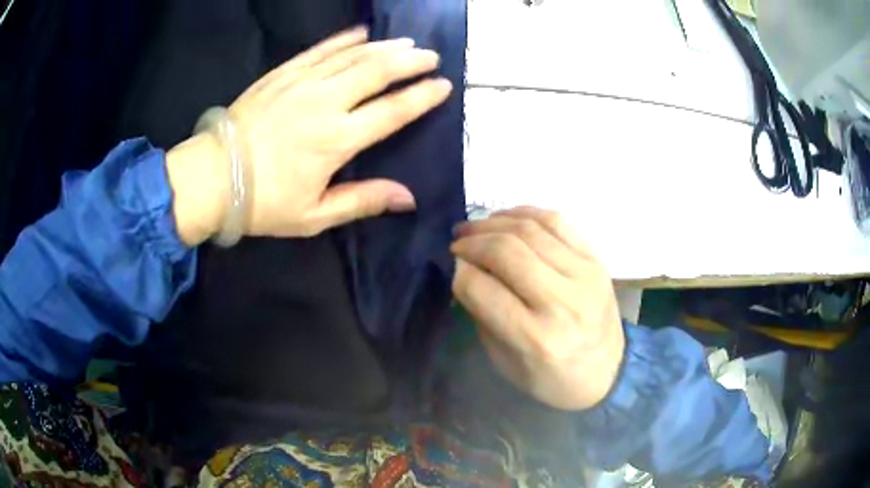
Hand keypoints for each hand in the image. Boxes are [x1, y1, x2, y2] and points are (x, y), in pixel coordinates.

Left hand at [168, 27, 452, 245]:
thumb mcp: (315, 215)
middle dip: (410, 61)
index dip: (422, 96)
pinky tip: (360, 33)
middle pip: (377, 72)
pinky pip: (318, 50)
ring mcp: (301, 83)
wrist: (212, 178)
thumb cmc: (263, 202)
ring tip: (406, 43)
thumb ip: (363, 201)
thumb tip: (408, 197)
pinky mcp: (281, 75)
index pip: (392, 111)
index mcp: (337, 140)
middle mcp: (325, 103)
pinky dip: (342, 40)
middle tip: (430, 56)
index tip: (443, 85)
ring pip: (352, 56)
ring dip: (383, 47)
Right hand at [451, 207, 624, 410]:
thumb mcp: (504, 361)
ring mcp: (584, 275)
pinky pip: (557, 221)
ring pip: (530, 229)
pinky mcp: (596, 260)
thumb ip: (482, 313)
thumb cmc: (550, 378)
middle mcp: (561, 302)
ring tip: (476, 227)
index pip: (480, 287)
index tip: (452, 266)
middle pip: (505, 251)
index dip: (458, 271)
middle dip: (472, 241)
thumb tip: (464, 267)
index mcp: (534, 338)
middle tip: (457, 242)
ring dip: (494, 222)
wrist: (607, 373)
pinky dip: (525, 212)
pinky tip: (507, 218)